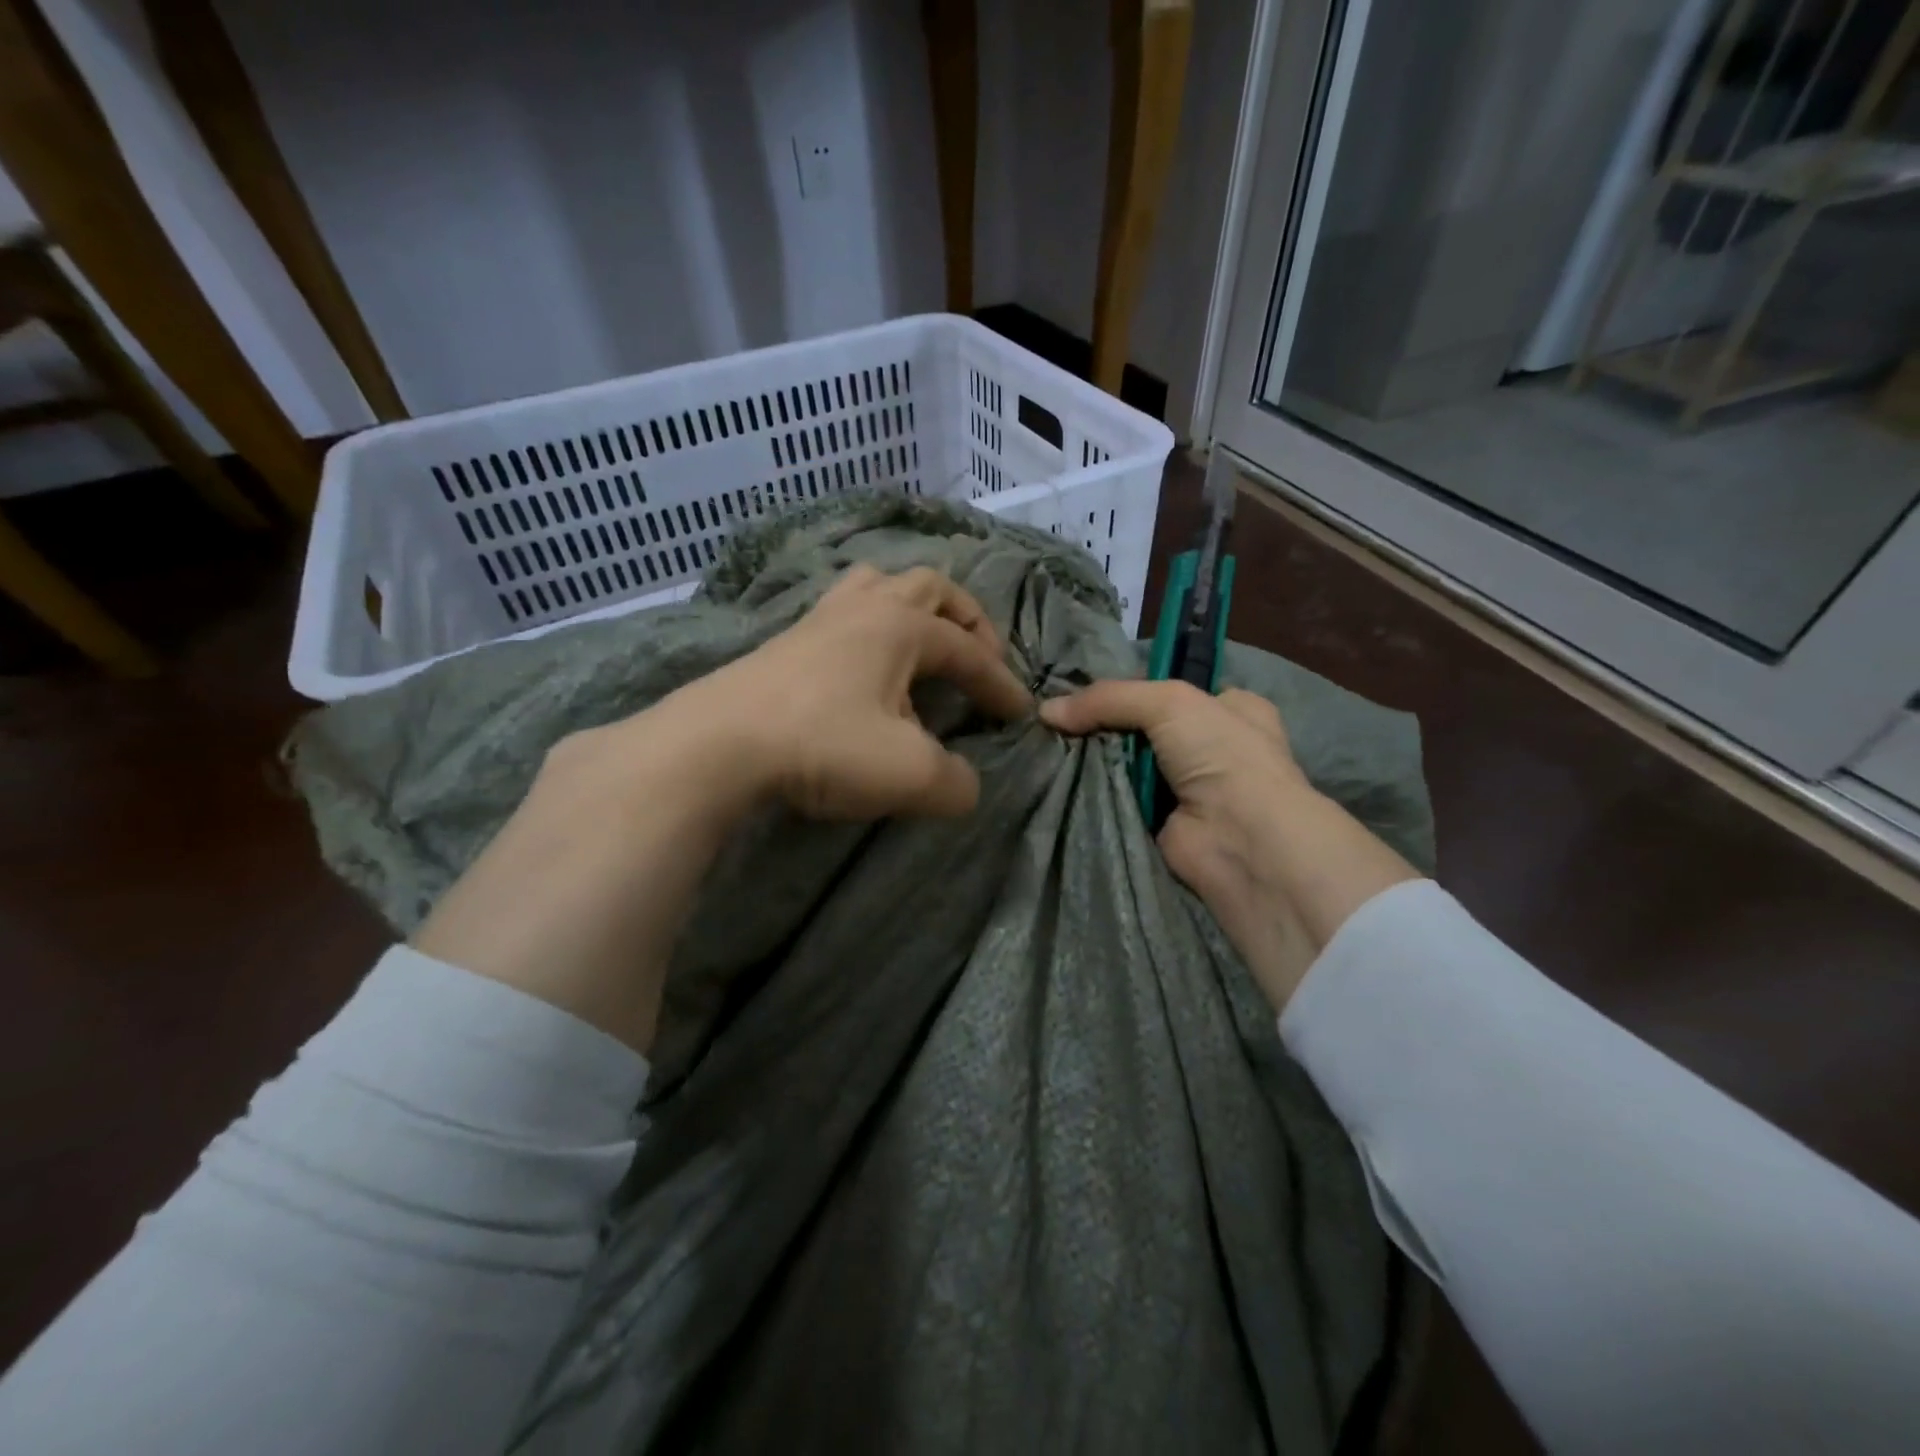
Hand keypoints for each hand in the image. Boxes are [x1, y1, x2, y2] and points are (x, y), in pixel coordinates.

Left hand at [670, 563, 1032, 817]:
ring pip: (878, 585)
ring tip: (921, 644)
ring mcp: (819, 619)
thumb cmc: (823, 745)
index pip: (969, 651)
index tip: (1019, 714)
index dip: (1000, 683)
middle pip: (929, 587)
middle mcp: (865, 609)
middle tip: (978, 656)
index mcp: (903, 627)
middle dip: (966, 619)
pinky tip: (862, 668)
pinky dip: (869, 628)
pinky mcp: (785, 641)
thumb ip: (955, 783)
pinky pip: (842, 614)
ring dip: (912, 608)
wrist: (717, 744)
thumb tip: (965, 785)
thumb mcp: (909, 774)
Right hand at [1041, 680, 1417, 1011]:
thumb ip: (1108, 699)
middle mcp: (1212, 747)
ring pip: (1128, 763)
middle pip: (1145, 728)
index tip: (1085, 691)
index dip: (1132, 688)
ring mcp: (1187, 788)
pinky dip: (1096, 793)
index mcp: (1230, 709)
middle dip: (1106, 725)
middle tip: (1059, 720)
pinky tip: (1062, 781)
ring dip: (1096, 760)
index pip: (1172, 689)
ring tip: (1050, 748)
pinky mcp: (1161, 823)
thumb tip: (1046, 712)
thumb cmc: (1221, 755)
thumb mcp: (1169, 702)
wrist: (1241, 840)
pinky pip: (1119, 799)